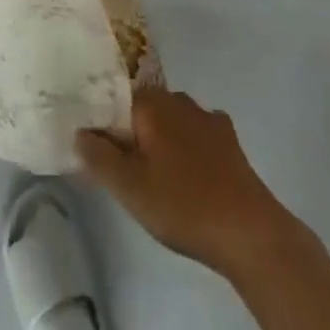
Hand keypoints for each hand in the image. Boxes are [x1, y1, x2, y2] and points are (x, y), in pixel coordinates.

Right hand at [76, 88, 295, 280]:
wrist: (249, 231)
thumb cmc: (182, 204)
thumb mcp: (129, 187)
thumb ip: (98, 156)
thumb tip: (80, 131)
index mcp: (151, 102)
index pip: (115, 100)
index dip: (104, 124)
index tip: (99, 150)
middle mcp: (177, 98)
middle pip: (143, 109)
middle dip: (133, 133)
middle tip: (125, 171)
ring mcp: (207, 116)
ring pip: (171, 121)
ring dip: (161, 141)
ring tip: (157, 177)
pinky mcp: (228, 139)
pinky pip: (196, 135)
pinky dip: (188, 149)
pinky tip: (188, 175)